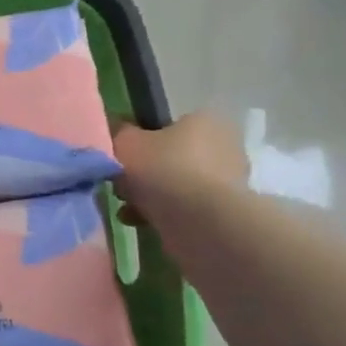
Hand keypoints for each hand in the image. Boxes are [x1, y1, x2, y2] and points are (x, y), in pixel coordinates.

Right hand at [112, 113, 248, 223]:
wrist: (201, 223)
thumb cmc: (164, 170)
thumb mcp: (126, 143)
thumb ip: (119, 133)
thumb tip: (117, 131)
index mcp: (204, 121)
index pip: (168, 126)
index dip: (142, 141)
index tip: (123, 158)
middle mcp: (223, 146)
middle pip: (171, 157)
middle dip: (144, 174)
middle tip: (122, 186)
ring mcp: (228, 182)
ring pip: (176, 185)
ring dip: (149, 196)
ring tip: (127, 209)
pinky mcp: (225, 213)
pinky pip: (185, 209)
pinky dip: (162, 214)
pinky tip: (140, 222)